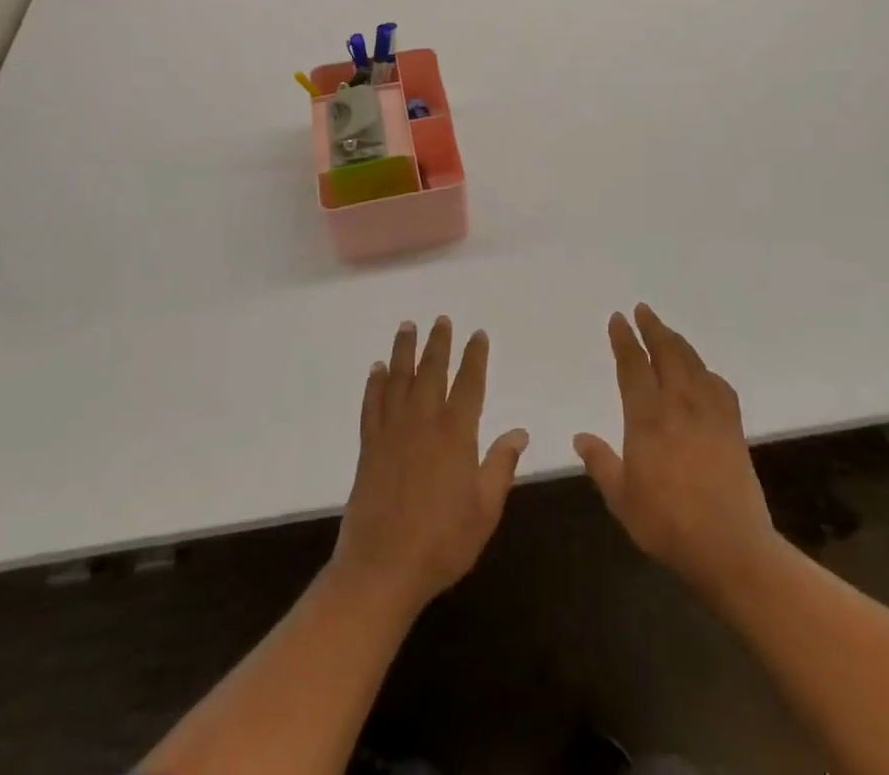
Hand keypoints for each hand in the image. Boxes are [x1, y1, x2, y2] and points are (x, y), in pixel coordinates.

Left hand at [332, 317, 529, 618]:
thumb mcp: (485, 509)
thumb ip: (500, 466)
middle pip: (432, 371)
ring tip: (407, 326)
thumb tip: (520, 432)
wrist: (382, 569)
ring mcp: (393, 432)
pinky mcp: (369, 447)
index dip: (475, 357)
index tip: (477, 334)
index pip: (469, 384)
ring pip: (399, 380)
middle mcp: (424, 423)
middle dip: (438, 343)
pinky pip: (372, 405)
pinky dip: (374, 384)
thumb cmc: (442, 542)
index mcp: (456, 435)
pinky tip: (376, 370)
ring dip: (403, 351)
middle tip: (441, 319)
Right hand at [574, 304, 777, 595]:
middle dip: (653, 327)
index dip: (624, 339)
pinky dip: (706, 371)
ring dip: (677, 341)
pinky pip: (718, 385)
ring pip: (692, 362)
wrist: (730, 546)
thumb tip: (580, 437)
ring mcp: (709, 412)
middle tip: (643, 310)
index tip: (618, 318)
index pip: (633, 366)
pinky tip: (702, 373)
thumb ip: (601, 463)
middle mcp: (678, 404)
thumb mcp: (622, 499)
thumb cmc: (668, 524)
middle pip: (666, 352)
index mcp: (647, 418)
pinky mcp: (733, 426)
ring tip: (667, 332)